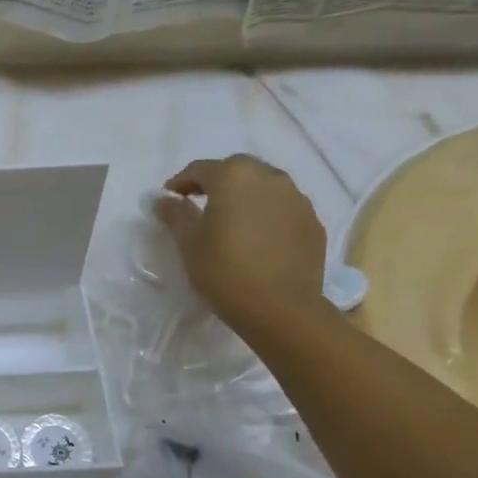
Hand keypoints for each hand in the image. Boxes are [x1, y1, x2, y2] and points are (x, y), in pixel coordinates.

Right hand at [158, 156, 328, 336]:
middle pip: (237, 169)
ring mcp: (296, 198)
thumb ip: (175, 214)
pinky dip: (267, 212)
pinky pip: (284, 207)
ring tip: (232, 217)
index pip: (201, 169)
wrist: (280, 308)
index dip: (181, 181)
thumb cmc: (224, 271)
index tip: (169, 196)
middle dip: (216, 181)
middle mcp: (269, 178)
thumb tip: (165, 200)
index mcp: (233, 177)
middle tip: (199, 201)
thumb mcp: (189, 243)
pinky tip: (258, 235)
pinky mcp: (313, 222)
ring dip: (245, 194)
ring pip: (265, 185)